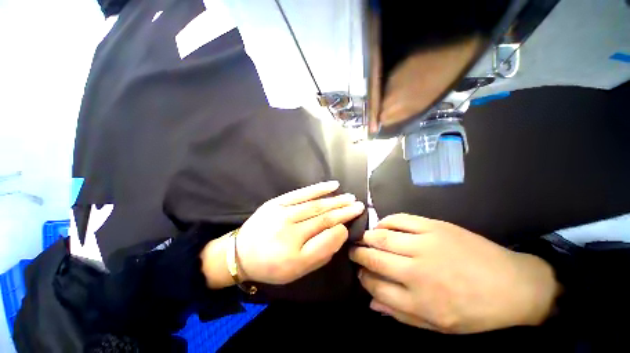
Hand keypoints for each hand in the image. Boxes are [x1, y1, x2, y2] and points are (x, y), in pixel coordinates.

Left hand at [201, 181, 362, 287]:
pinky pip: (301, 193)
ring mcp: (282, 211)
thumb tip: (340, 231)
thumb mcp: (299, 270)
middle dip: (343, 208)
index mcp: (294, 249)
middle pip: (323, 214)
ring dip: (334, 199)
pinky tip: (332, 185)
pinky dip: (318, 188)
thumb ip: (322, 251)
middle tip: (358, 204)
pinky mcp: (277, 202)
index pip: (326, 230)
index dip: (343, 221)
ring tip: (349, 196)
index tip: (356, 215)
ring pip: (315, 203)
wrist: (241, 254)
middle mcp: (289, 227)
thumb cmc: (272, 266)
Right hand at [349, 214, 560, 333]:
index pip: (375, 286)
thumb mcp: (440, 326)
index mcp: (419, 301)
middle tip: (353, 251)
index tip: (359, 273)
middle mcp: (416, 272)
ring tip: (362, 239)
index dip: (362, 278)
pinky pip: (399, 220)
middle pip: (374, 259)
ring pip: (381, 237)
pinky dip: (384, 222)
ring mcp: (425, 246)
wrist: (513, 285)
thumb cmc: (475, 312)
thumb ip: (401, 315)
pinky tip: (381, 226)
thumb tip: (371, 302)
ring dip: (367, 238)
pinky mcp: (433, 227)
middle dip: (357, 254)